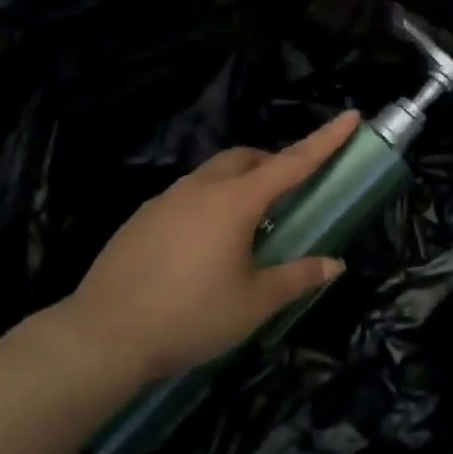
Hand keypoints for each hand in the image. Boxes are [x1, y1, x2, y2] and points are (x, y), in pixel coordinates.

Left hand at [43, 112, 361, 383]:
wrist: (102, 337)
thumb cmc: (190, 316)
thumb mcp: (254, 303)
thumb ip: (297, 277)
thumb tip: (334, 264)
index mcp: (235, 201)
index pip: (292, 162)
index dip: (325, 140)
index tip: (350, 116)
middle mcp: (201, 188)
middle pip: (246, 158)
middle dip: (274, 163)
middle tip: (290, 194)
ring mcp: (166, 200)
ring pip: (214, 174)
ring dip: (240, 184)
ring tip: (249, 227)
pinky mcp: (142, 219)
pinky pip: (188, 196)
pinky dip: (210, 203)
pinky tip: (205, 246)